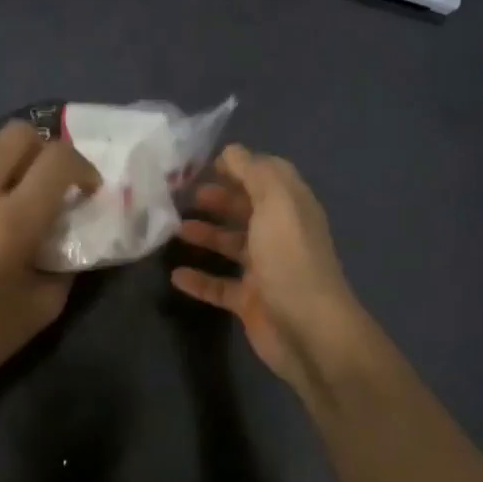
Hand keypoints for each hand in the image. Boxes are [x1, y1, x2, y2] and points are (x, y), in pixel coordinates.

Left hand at [0, 122, 101, 392]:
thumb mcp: (47, 303)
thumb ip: (67, 259)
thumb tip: (72, 228)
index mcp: (13, 222)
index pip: (59, 160)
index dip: (83, 167)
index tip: (85, 189)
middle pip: (19, 133)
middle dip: (44, 151)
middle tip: (46, 180)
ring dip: (3, 152)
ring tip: (6, 180)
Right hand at [172, 144, 366, 390]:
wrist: (309, 330)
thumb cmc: (290, 258)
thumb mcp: (275, 202)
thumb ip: (254, 172)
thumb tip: (232, 151)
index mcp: (291, 208)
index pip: (266, 176)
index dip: (239, 167)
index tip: (205, 165)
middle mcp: (280, 235)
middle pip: (246, 209)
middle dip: (218, 199)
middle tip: (183, 196)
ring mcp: (265, 270)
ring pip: (231, 246)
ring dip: (205, 235)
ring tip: (174, 230)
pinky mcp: (251, 301)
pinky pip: (219, 286)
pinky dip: (199, 279)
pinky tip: (176, 275)